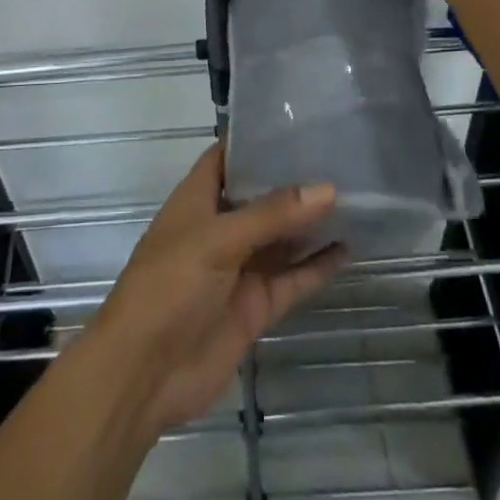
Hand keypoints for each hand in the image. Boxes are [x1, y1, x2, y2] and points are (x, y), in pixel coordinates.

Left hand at [82, 144, 344, 436]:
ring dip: (310, 223)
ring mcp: (238, 269)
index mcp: (197, 200)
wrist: (145, 373)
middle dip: (293, 181)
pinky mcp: (254, 306)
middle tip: (340, 158)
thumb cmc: (170, 286)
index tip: (298, 126)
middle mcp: (219, 228)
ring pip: (280, 238)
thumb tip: (327, 188)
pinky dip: (317, 266)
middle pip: (260, 196)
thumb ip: (272, 215)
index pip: (227, 157)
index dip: (256, 141)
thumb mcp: (218, 240)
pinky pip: (291, 279)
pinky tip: (348, 249)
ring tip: (355, 198)